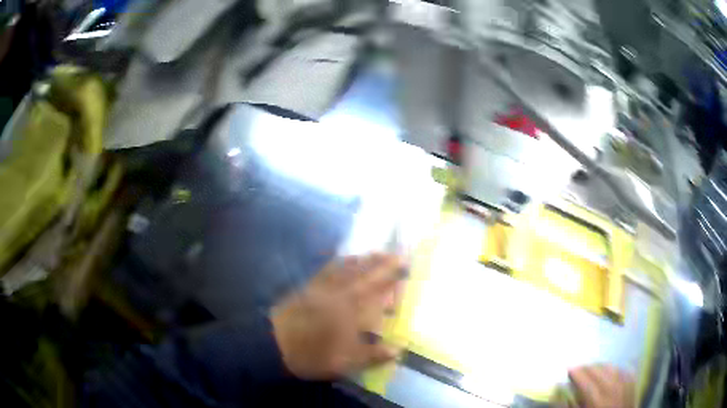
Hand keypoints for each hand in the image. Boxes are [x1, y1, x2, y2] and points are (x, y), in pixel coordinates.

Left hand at [271, 253, 403, 379]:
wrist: (273, 345)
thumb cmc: (312, 354)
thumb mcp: (344, 362)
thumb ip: (372, 355)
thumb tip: (398, 350)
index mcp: (350, 309)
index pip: (377, 287)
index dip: (392, 275)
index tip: (405, 264)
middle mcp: (338, 293)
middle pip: (363, 272)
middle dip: (381, 262)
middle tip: (395, 253)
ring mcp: (322, 288)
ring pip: (346, 268)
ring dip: (363, 259)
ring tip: (376, 253)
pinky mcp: (308, 287)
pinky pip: (328, 269)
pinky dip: (340, 262)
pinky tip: (344, 261)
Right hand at [568, 365, 634, 407]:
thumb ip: (570, 405)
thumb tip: (559, 390)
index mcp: (597, 400)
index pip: (585, 380)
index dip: (575, 372)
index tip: (568, 368)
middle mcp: (613, 387)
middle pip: (598, 370)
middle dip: (586, 368)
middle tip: (578, 369)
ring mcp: (625, 382)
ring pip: (610, 367)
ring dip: (599, 367)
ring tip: (592, 370)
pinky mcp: (632, 380)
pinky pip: (621, 369)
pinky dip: (612, 369)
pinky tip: (608, 373)